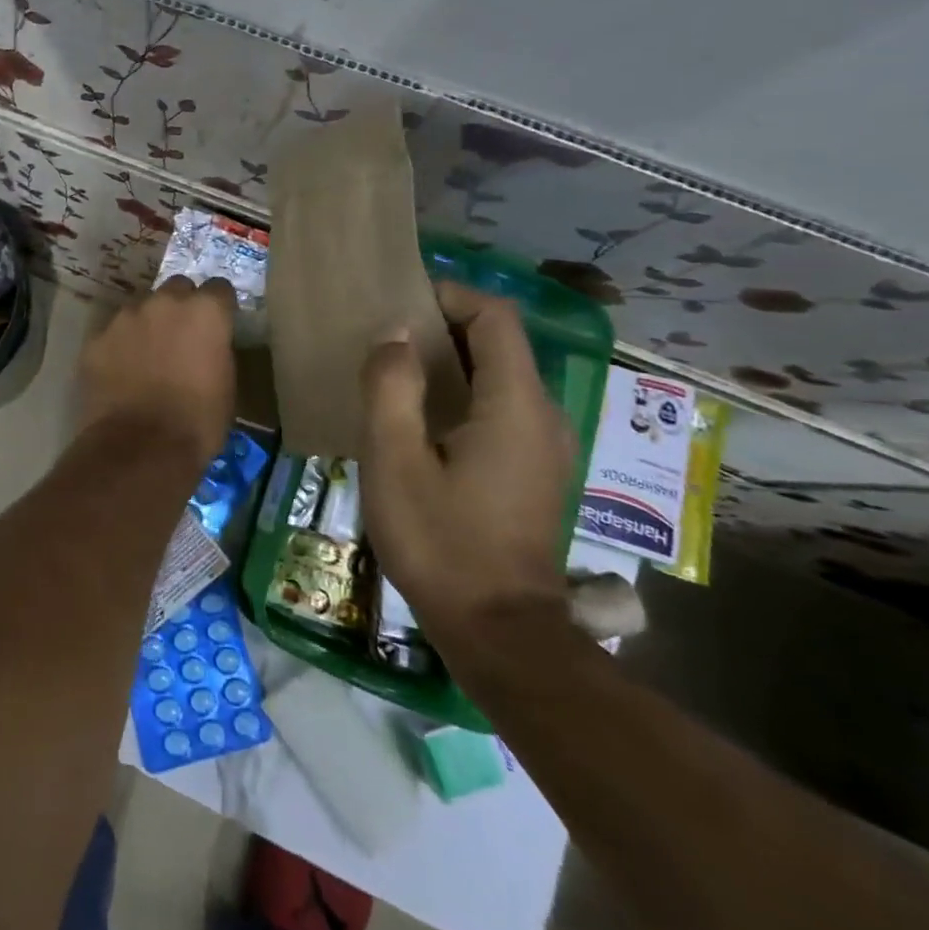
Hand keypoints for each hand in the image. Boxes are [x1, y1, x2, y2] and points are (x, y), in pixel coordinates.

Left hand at [78, 277, 236, 466]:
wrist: (141, 448)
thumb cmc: (198, 422)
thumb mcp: (227, 385)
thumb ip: (217, 350)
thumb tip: (208, 346)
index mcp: (205, 311)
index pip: (219, 288)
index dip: (219, 306)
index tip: (218, 323)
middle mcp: (164, 302)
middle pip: (176, 289)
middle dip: (181, 306)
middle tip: (181, 336)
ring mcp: (125, 318)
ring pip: (140, 309)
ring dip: (147, 325)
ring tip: (146, 357)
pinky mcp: (96, 339)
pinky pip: (112, 335)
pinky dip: (119, 347)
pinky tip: (120, 373)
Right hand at [359, 283, 574, 640]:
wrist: (500, 633)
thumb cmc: (441, 542)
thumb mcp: (395, 461)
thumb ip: (392, 387)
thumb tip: (396, 335)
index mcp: (514, 404)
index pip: (495, 317)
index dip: (450, 296)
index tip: (399, 304)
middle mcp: (542, 415)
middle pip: (499, 343)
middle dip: (443, 327)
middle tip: (384, 339)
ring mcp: (544, 446)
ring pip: (498, 376)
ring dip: (450, 363)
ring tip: (394, 375)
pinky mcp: (534, 471)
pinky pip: (499, 408)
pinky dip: (461, 395)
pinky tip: (420, 422)